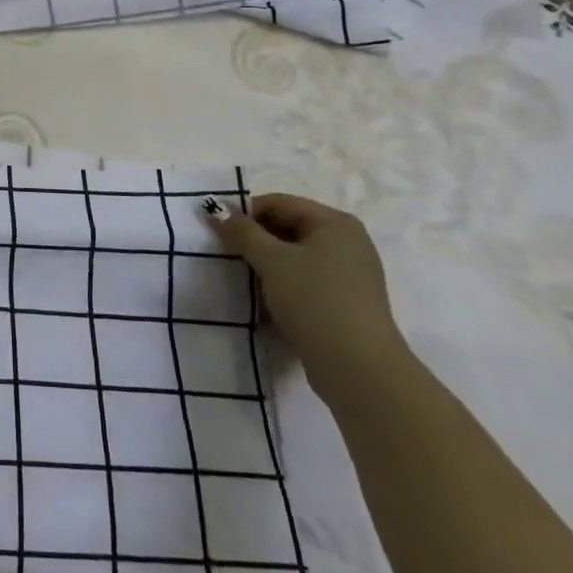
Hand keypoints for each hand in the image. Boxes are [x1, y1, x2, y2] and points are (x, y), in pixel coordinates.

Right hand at [205, 193, 411, 402]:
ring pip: (295, 257)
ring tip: (242, 278)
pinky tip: (265, 300)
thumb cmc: (315, 300)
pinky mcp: (345, 303)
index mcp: (335, 223)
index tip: (216, 230)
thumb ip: (241, 231)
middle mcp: (347, 242)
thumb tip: (214, 208)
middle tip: (225, 254)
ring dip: (266, 264)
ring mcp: (349, 275)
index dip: (245, 212)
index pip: (279, 203)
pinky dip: (282, 284)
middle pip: (288, 227)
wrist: (359, 369)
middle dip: (255, 239)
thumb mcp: (272, 260)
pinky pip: (305, 281)